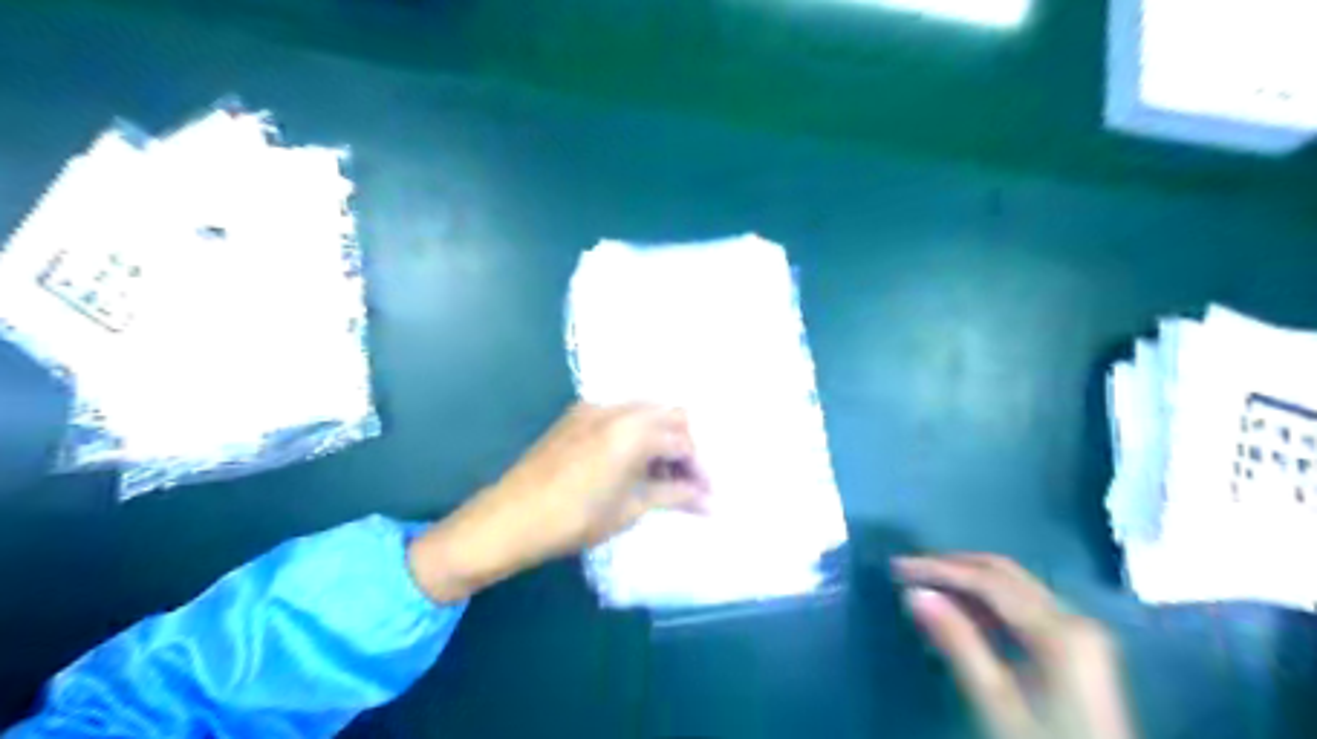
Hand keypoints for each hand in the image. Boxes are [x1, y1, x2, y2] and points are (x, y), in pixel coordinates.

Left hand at [411, 407, 711, 601]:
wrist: (509, 518)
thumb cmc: (575, 519)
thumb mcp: (630, 509)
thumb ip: (674, 496)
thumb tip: (709, 501)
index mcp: (634, 430)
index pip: (683, 441)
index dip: (700, 468)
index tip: (707, 495)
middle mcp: (617, 409)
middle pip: (669, 415)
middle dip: (684, 446)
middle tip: (688, 482)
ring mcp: (594, 409)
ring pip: (645, 413)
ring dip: (661, 438)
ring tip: (662, 477)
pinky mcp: (577, 416)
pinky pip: (620, 416)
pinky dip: (636, 434)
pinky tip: (633, 464)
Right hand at [900, 555, 1137, 738]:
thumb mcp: (995, 703)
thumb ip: (957, 642)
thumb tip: (914, 593)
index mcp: (1061, 631)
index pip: (989, 581)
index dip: (939, 569)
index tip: (897, 567)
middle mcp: (1075, 619)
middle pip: (1005, 574)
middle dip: (953, 567)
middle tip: (907, 571)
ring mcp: (1080, 633)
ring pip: (1014, 587)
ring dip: (967, 583)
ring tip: (924, 588)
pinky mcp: (1076, 648)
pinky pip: (1024, 608)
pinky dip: (987, 604)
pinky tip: (958, 613)